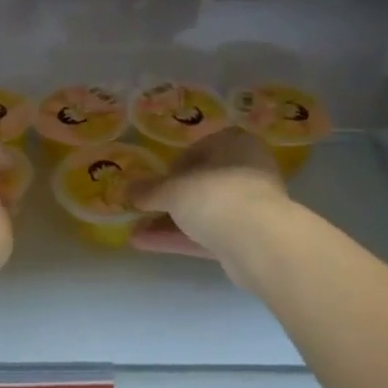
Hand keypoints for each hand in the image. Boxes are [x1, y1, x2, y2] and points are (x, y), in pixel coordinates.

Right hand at [127, 128, 287, 266]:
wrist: (259, 242)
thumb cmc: (215, 195)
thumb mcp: (173, 190)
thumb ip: (150, 190)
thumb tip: (127, 189)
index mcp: (236, 144)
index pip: (201, 148)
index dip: (174, 166)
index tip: (155, 182)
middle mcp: (247, 170)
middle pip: (203, 183)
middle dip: (171, 198)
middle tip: (144, 208)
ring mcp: (250, 207)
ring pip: (204, 212)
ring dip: (171, 222)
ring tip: (135, 231)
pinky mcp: (247, 239)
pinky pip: (208, 235)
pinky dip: (180, 238)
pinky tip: (147, 244)